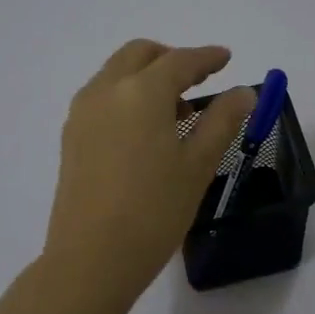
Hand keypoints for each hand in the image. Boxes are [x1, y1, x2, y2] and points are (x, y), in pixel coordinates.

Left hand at [44, 40, 255, 302]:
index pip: (180, 61)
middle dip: (172, 59)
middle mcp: (106, 90)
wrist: (91, 259)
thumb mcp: (198, 165)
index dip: (207, 57)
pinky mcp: (71, 137)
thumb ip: (222, 121)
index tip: (226, 58)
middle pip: (140, 54)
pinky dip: (128, 96)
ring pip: (117, 74)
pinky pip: (103, 97)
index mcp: (141, 92)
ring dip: (148, 77)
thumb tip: (243, 93)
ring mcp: (82, 113)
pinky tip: (147, 131)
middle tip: (200, 80)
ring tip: (178, 112)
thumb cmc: (154, 210)